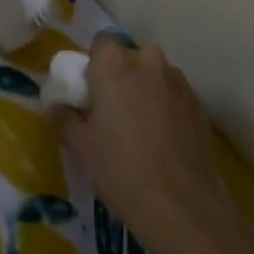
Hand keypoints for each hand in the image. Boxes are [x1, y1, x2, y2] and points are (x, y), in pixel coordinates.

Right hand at [57, 37, 232, 253]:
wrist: (182, 207)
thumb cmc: (121, 170)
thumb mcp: (81, 147)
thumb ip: (64, 117)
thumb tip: (56, 105)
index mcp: (113, 62)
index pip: (99, 46)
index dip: (93, 68)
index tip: (91, 97)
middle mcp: (146, 59)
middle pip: (128, 58)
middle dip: (121, 77)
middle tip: (113, 113)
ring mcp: (176, 79)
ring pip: (153, 75)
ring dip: (145, 90)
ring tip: (141, 129)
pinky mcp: (197, 102)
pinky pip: (172, 94)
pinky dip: (165, 107)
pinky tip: (163, 140)